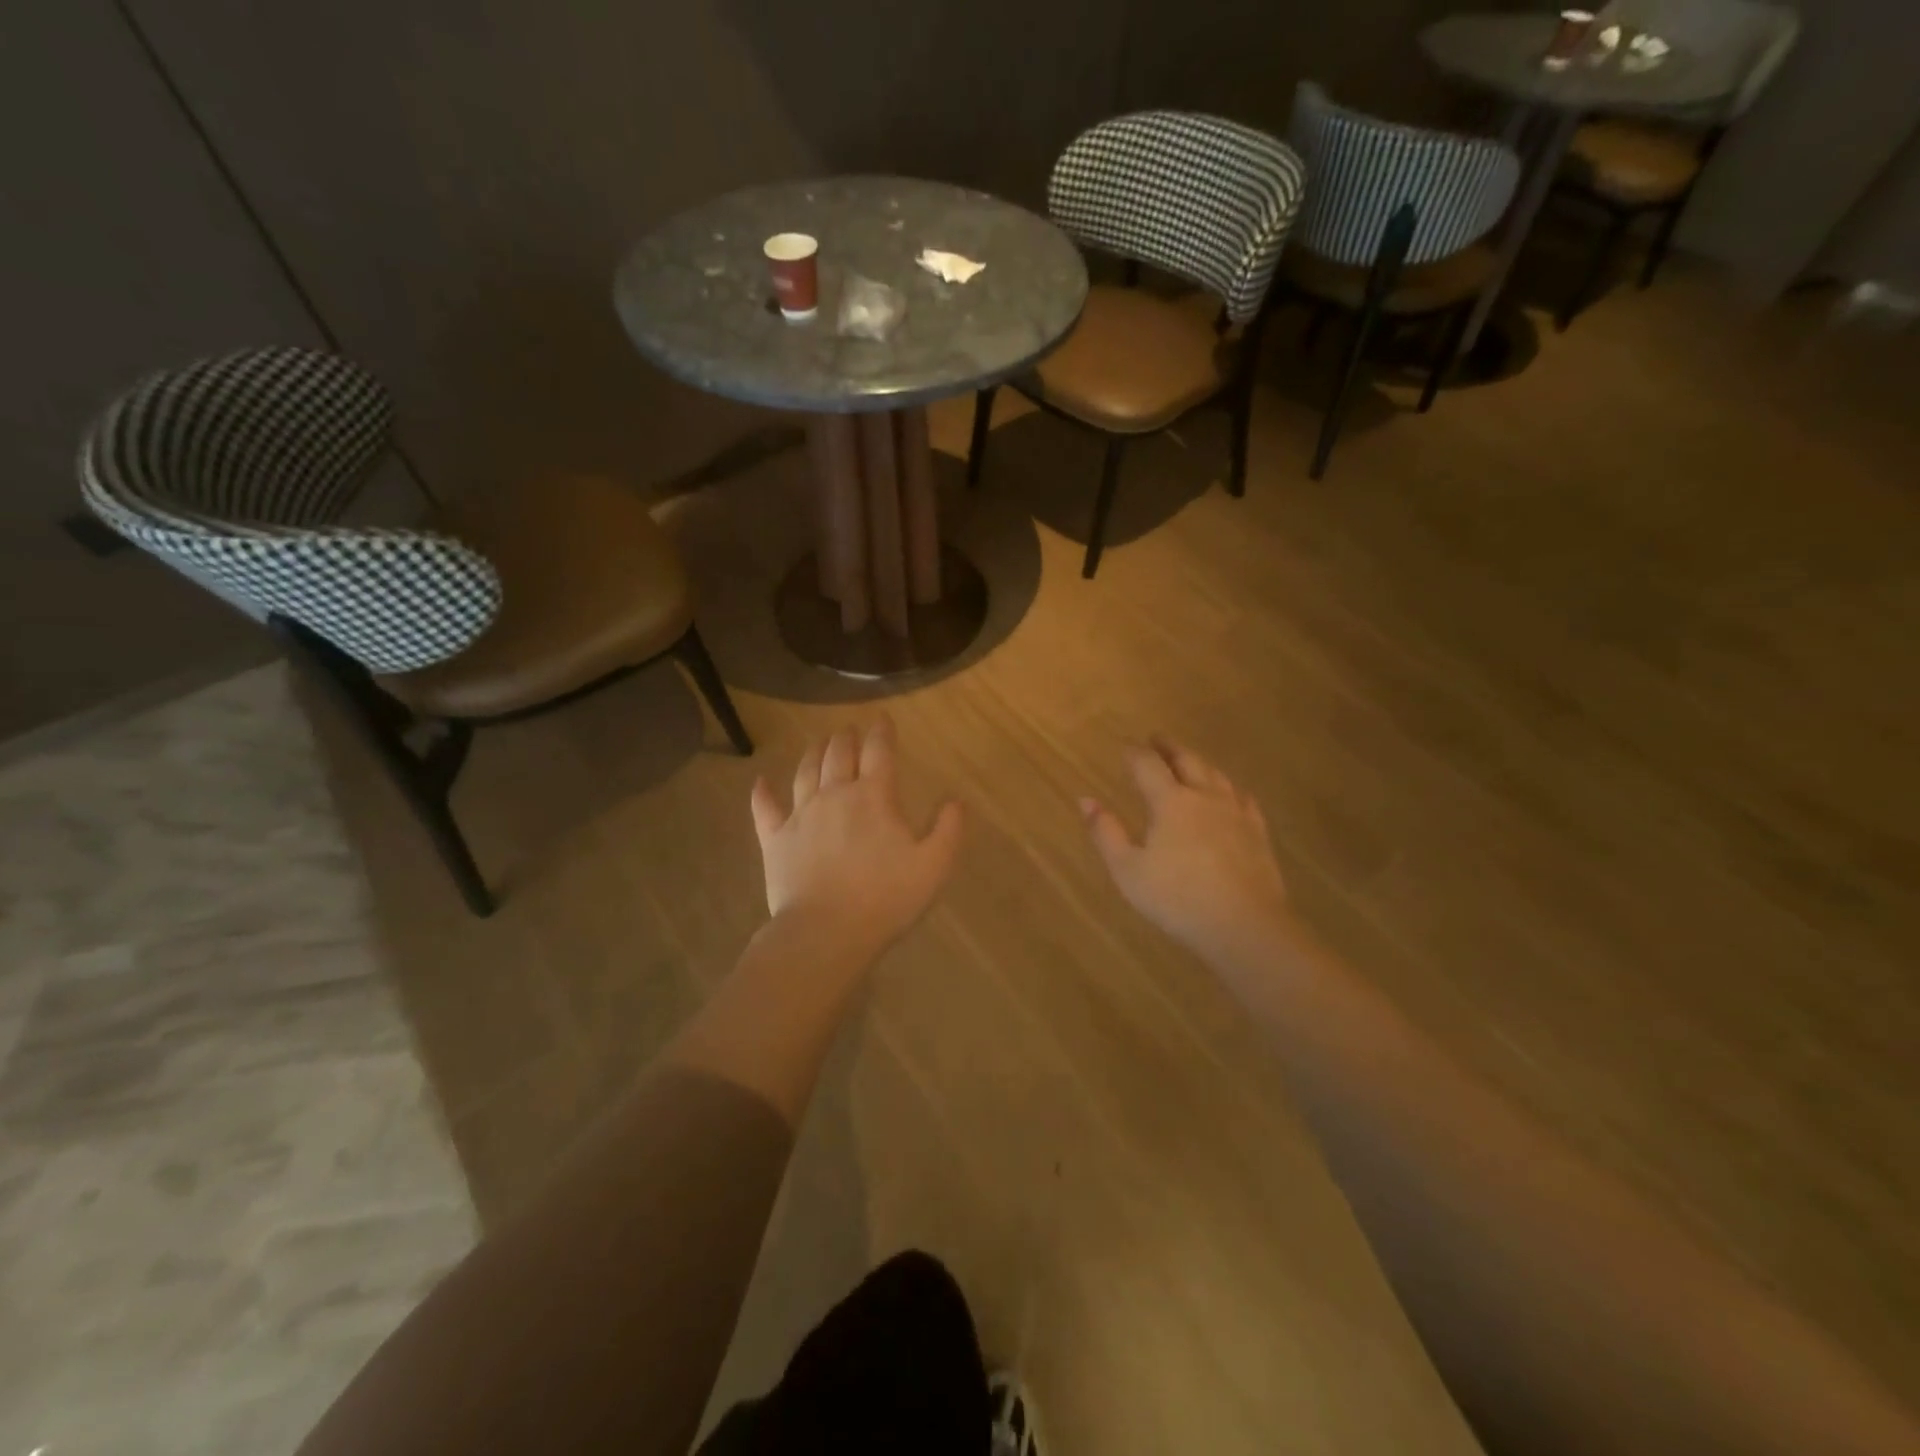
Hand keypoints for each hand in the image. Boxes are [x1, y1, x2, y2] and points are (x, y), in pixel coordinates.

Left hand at [750, 716, 964, 958]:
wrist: (826, 932)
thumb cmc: (886, 898)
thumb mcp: (934, 866)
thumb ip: (948, 830)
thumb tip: (954, 800)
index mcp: (874, 796)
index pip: (879, 752)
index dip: (882, 732)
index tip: (883, 719)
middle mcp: (834, 795)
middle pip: (838, 754)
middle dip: (846, 737)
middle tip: (850, 730)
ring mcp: (800, 815)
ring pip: (805, 772)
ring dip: (813, 753)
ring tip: (819, 742)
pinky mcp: (775, 840)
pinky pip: (765, 809)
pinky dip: (762, 793)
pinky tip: (760, 782)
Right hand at [1082, 737, 1290, 965]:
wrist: (1244, 925)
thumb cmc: (1177, 898)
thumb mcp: (1128, 870)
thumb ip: (1105, 832)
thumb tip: (1085, 799)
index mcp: (1170, 801)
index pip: (1148, 765)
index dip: (1134, 753)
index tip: (1124, 747)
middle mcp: (1204, 797)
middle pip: (1187, 760)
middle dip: (1169, 747)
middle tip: (1157, 738)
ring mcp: (1235, 813)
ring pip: (1216, 775)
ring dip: (1198, 762)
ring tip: (1189, 760)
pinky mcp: (1257, 833)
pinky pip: (1242, 798)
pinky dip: (1228, 788)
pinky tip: (1230, 794)